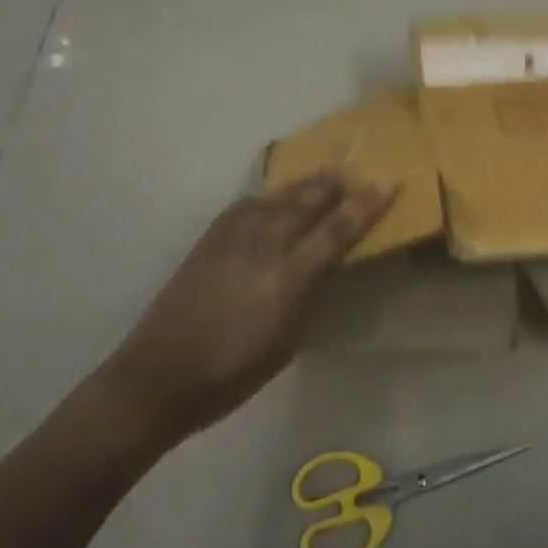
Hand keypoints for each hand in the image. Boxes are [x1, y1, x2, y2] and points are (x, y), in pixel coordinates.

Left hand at [105, 173, 397, 449]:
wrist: (158, 375)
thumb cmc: (231, 373)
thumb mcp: (286, 341)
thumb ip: (307, 294)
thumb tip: (320, 267)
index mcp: (288, 276)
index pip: (337, 230)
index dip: (366, 205)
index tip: (389, 182)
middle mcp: (264, 244)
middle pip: (308, 201)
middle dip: (335, 185)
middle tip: (355, 172)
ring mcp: (233, 236)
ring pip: (278, 197)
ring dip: (304, 186)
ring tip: (322, 177)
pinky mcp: (210, 237)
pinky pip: (248, 206)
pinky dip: (269, 199)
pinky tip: (272, 201)